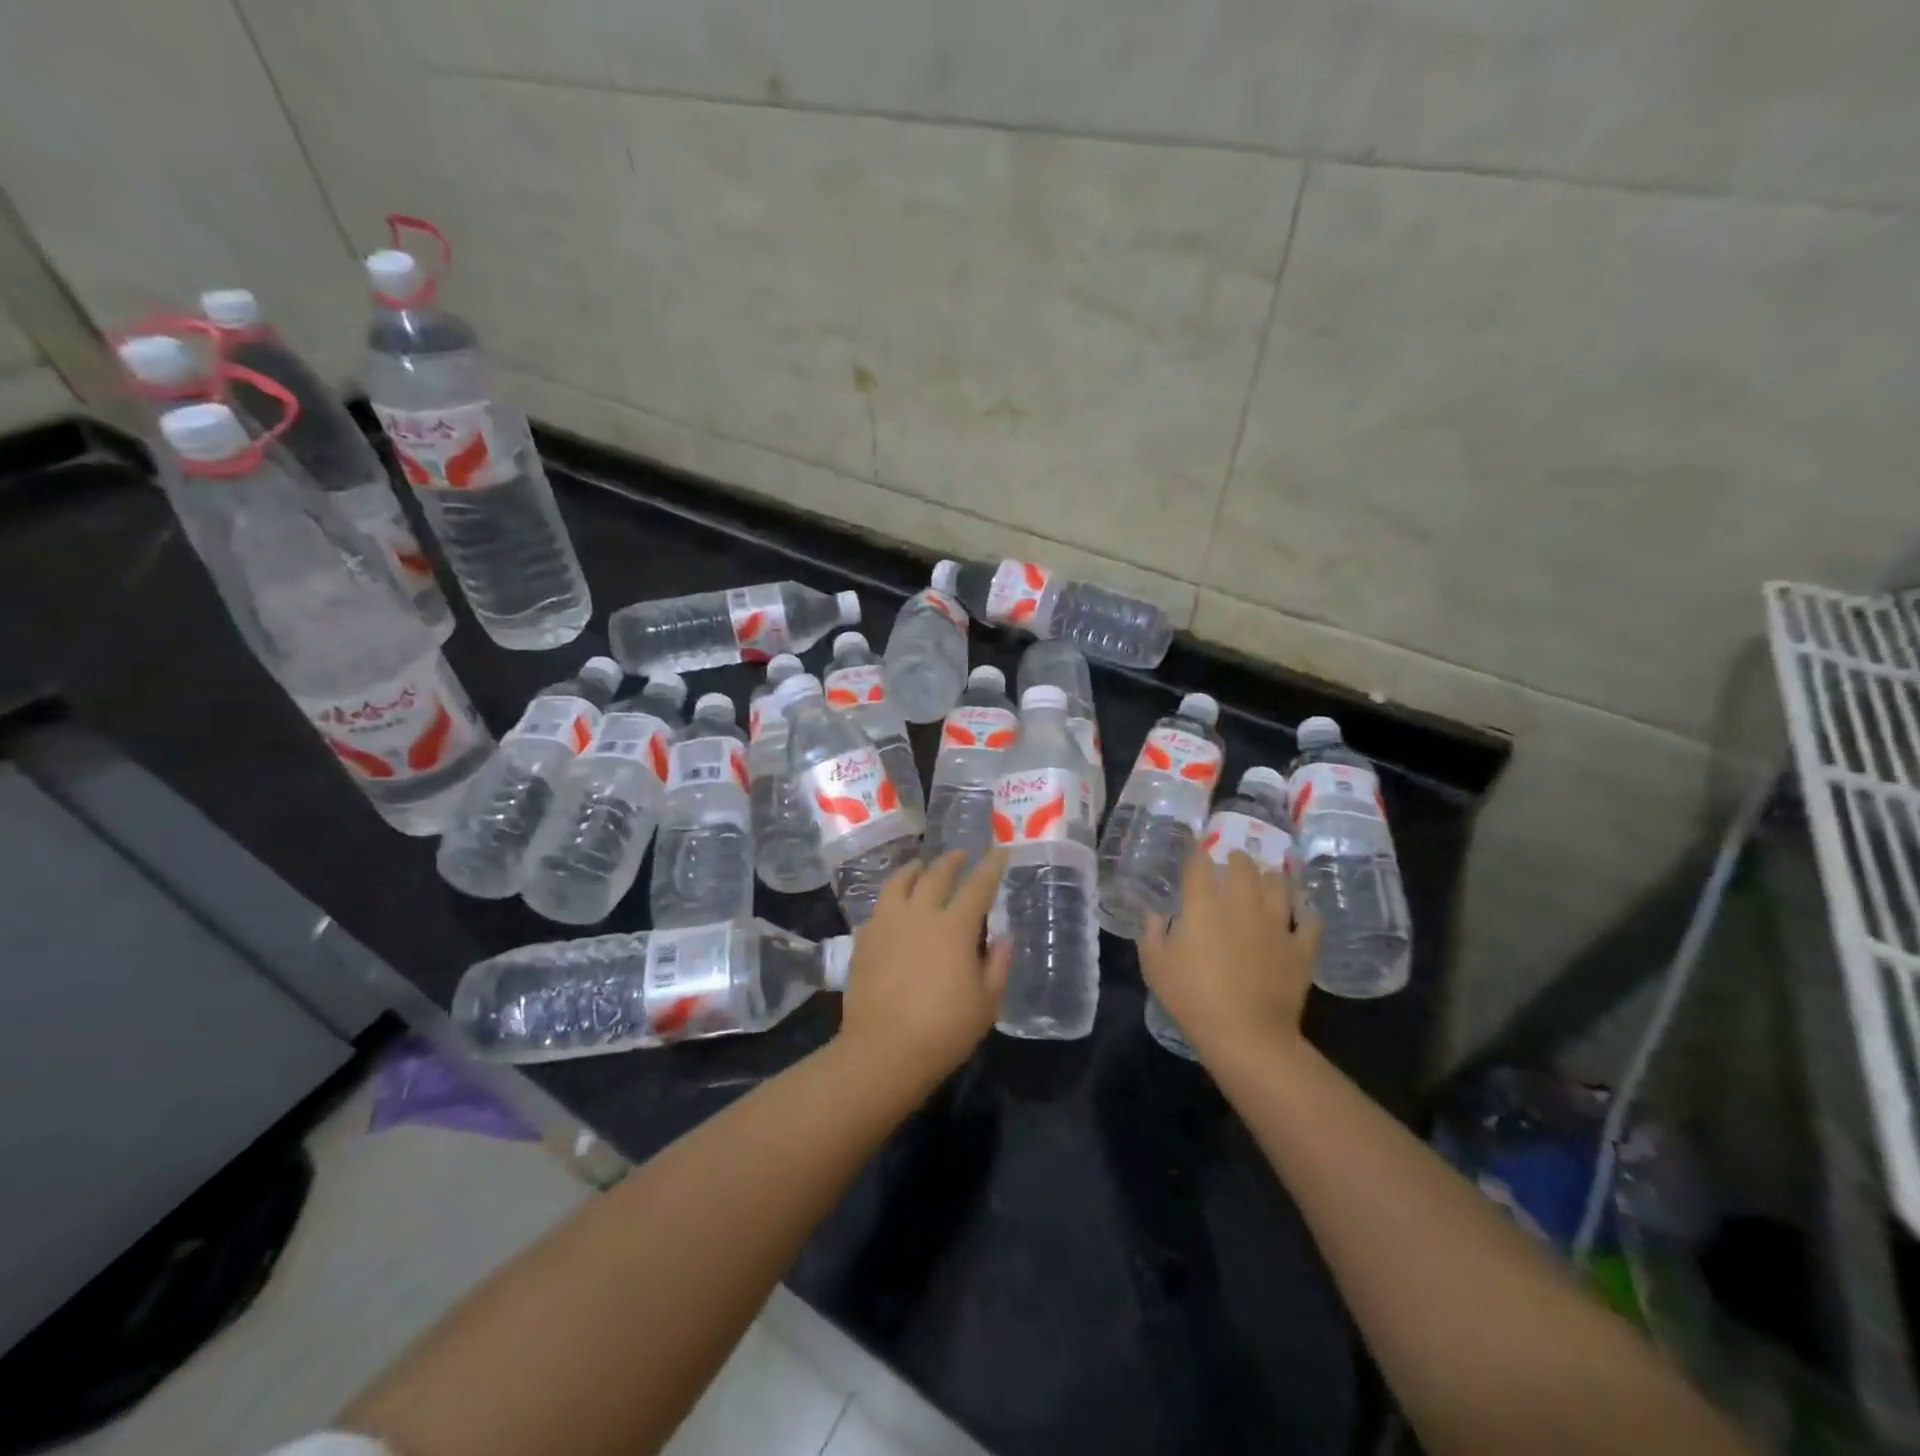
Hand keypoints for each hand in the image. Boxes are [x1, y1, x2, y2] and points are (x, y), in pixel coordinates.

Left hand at [838, 850, 1010, 1085]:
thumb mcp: (987, 1003)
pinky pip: (878, 907)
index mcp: (954, 927)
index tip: (999, 850)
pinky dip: (891, 899)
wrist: (883, 1051)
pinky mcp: (863, 940)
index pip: (978, 886)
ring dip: (914, 870)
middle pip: (936, 875)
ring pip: (899, 883)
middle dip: (951, 861)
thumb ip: (997, 965)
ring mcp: (887, 924)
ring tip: (920, 867)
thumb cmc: (944, 1030)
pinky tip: (893, 906)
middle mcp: (920, 915)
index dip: (991, 866)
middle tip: (960, 855)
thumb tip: (1003, 938)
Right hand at [1138, 848, 1319, 1066]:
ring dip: (1270, 876)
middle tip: (1232, 862)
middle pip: (1244, 866)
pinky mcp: (1301, 947)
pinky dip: (1305, 911)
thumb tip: (1152, 912)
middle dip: (1236, 859)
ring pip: (1278, 884)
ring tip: (1265, 877)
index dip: (1197, 854)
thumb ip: (1151, 932)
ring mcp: (1277, 923)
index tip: (1196, 852)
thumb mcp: (1155, 965)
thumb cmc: (1192, 998)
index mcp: (1203, 904)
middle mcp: (1242, 903)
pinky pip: (1310, 920)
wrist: (1246, 1035)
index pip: (1200, 864)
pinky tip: (1301, 911)